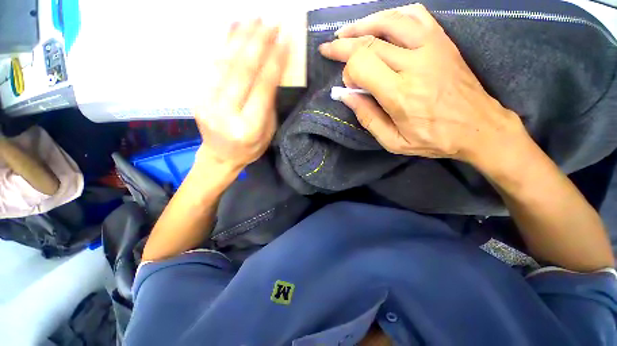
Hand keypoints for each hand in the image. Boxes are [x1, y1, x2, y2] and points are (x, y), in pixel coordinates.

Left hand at [195, 19, 287, 170]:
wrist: (219, 156)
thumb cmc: (249, 148)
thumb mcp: (267, 132)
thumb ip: (268, 105)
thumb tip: (271, 73)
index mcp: (249, 127)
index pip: (262, 88)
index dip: (274, 62)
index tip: (284, 40)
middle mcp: (226, 112)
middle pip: (242, 71)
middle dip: (258, 43)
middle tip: (271, 21)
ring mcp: (207, 102)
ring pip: (225, 63)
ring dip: (240, 37)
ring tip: (253, 17)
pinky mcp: (198, 95)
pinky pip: (211, 65)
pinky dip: (222, 43)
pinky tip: (231, 27)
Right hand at [319, 4, 528, 168]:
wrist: (479, 127)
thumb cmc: (434, 139)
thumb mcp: (393, 142)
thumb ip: (368, 118)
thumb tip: (346, 96)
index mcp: (400, 93)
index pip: (362, 65)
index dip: (348, 72)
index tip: (348, 86)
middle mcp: (415, 63)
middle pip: (369, 42)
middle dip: (343, 45)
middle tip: (328, 49)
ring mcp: (431, 47)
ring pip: (389, 21)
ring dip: (362, 24)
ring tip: (346, 32)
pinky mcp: (442, 41)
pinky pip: (415, 15)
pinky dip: (392, 15)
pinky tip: (380, 24)